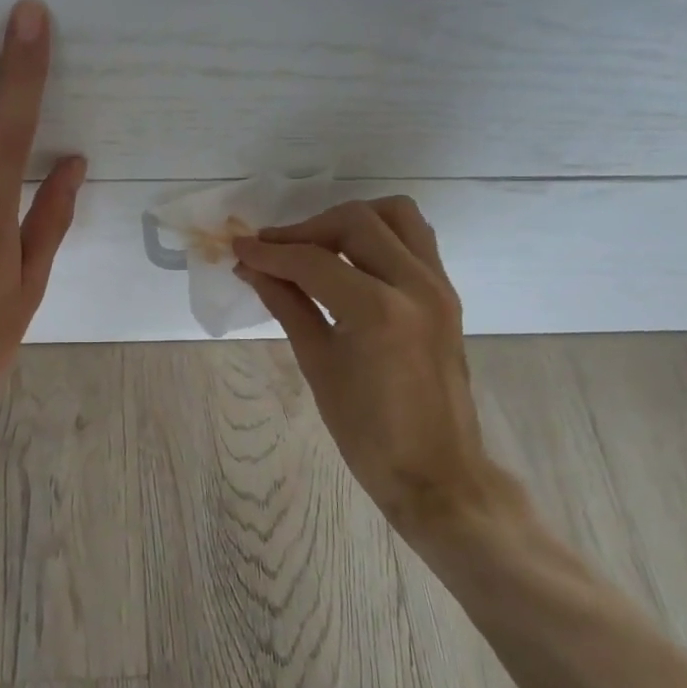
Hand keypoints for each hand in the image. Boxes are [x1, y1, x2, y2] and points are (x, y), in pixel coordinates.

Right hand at [234, 198, 528, 545]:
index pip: (313, 261)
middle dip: (306, 230)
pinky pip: (415, 238)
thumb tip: (253, 269)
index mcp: (378, 311)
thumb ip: (287, 305)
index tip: (239, 247)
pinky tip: (351, 259)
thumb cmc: (367, 432)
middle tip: (273, 250)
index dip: (270, 252)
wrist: (436, 471)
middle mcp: (414, 285)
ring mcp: (438, 285)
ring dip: (349, 220)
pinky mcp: (447, 293)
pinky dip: (379, 234)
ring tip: (316, 245)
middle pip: (355, 222)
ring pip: (394, 215)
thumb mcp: (318, 365)